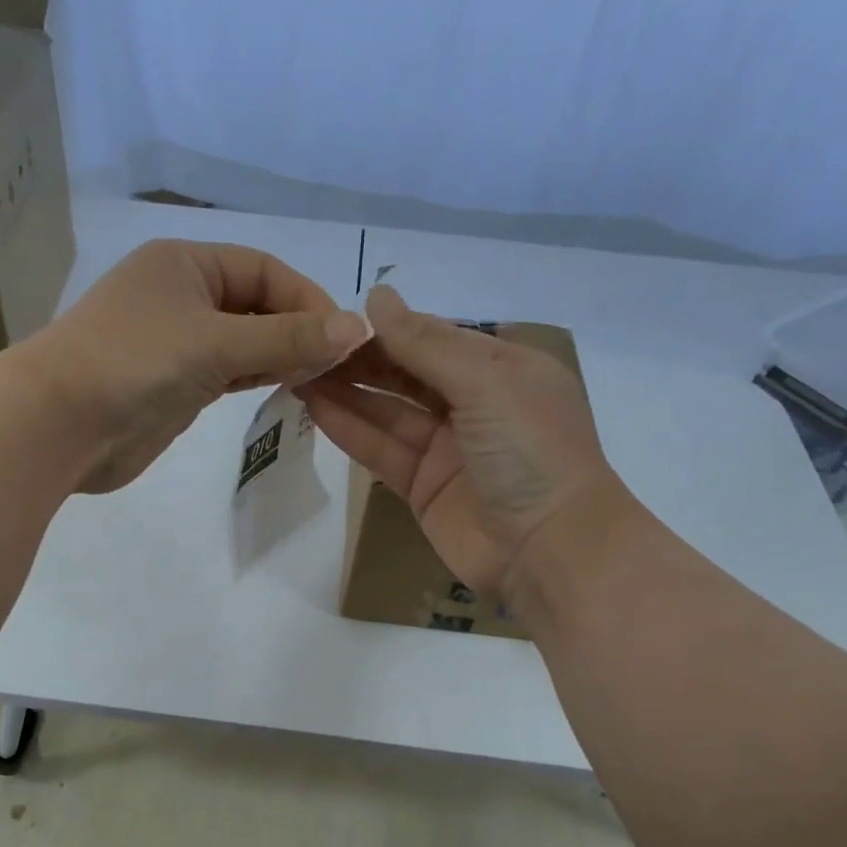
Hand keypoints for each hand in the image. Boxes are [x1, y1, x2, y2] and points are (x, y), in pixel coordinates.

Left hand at [18, 238, 370, 493]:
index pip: (264, 270)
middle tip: (338, 365)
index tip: (344, 337)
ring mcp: (177, 343)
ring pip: (244, 342)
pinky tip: (286, 387)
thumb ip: (287, 337)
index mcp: (186, 263)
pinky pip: (227, 373)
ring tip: (321, 378)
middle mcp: (182, 296)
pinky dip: (256, 377)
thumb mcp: (216, 342)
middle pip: (256, 305)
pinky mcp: (174, 385)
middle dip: (296, 330)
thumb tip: (358, 328)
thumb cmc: (136, 364)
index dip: (307, 298)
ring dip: (280, 356)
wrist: (61, 426)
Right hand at [298, 285, 626, 598]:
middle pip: (407, 373)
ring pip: (388, 412)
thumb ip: (427, 344)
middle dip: (361, 359)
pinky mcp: (423, 488)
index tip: (336, 316)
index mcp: (502, 369)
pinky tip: (316, 407)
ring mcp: (447, 449)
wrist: (548, 550)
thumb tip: (376, 296)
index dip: (388, 327)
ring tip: (298, 370)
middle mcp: (474, 404)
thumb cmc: (531, 452)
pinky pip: (382, 451)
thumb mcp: (487, 383)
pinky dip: (351, 430)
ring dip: (347, 391)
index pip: (435, 337)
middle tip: (307, 344)